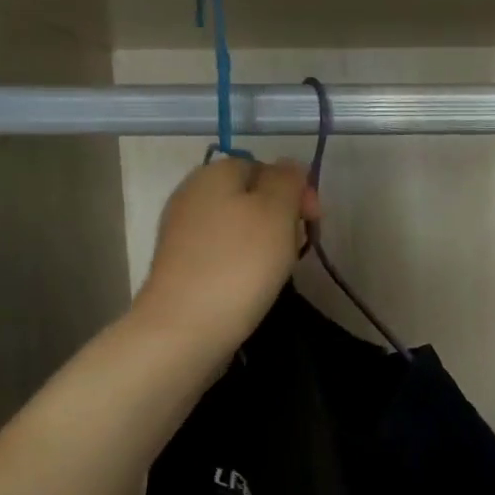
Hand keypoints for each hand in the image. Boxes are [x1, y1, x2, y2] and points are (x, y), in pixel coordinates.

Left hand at [130, 157, 319, 357]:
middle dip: (281, 218)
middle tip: (296, 247)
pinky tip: (252, 285)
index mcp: (214, 173)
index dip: (295, 190)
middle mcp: (192, 195)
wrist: (186, 327)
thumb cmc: (240, 264)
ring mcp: (182, 232)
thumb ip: (288, 180)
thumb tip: (289, 167)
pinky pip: (223, 253)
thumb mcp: (277, 211)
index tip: (313, 221)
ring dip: (264, 243)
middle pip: (250, 197)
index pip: (265, 167)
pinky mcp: (181, 266)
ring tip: (277, 270)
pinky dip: (242, 264)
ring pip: (238, 226)